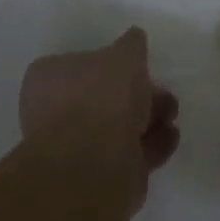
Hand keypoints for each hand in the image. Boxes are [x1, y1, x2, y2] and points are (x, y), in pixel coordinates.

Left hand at [20, 28, 178, 207]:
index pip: (80, 63)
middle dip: (136, 95)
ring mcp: (74, 149)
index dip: (112, 64)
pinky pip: (126, 155)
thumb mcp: (125, 54)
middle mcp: (53, 112)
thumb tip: (134, 40)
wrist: (95, 166)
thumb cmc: (102, 97)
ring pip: (116, 127)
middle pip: (102, 97)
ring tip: (171, 115)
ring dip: (147, 119)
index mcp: (48, 79)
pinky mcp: (96, 179)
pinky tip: (171, 137)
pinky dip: (150, 145)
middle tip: (163, 94)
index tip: (140, 66)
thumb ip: (132, 45)